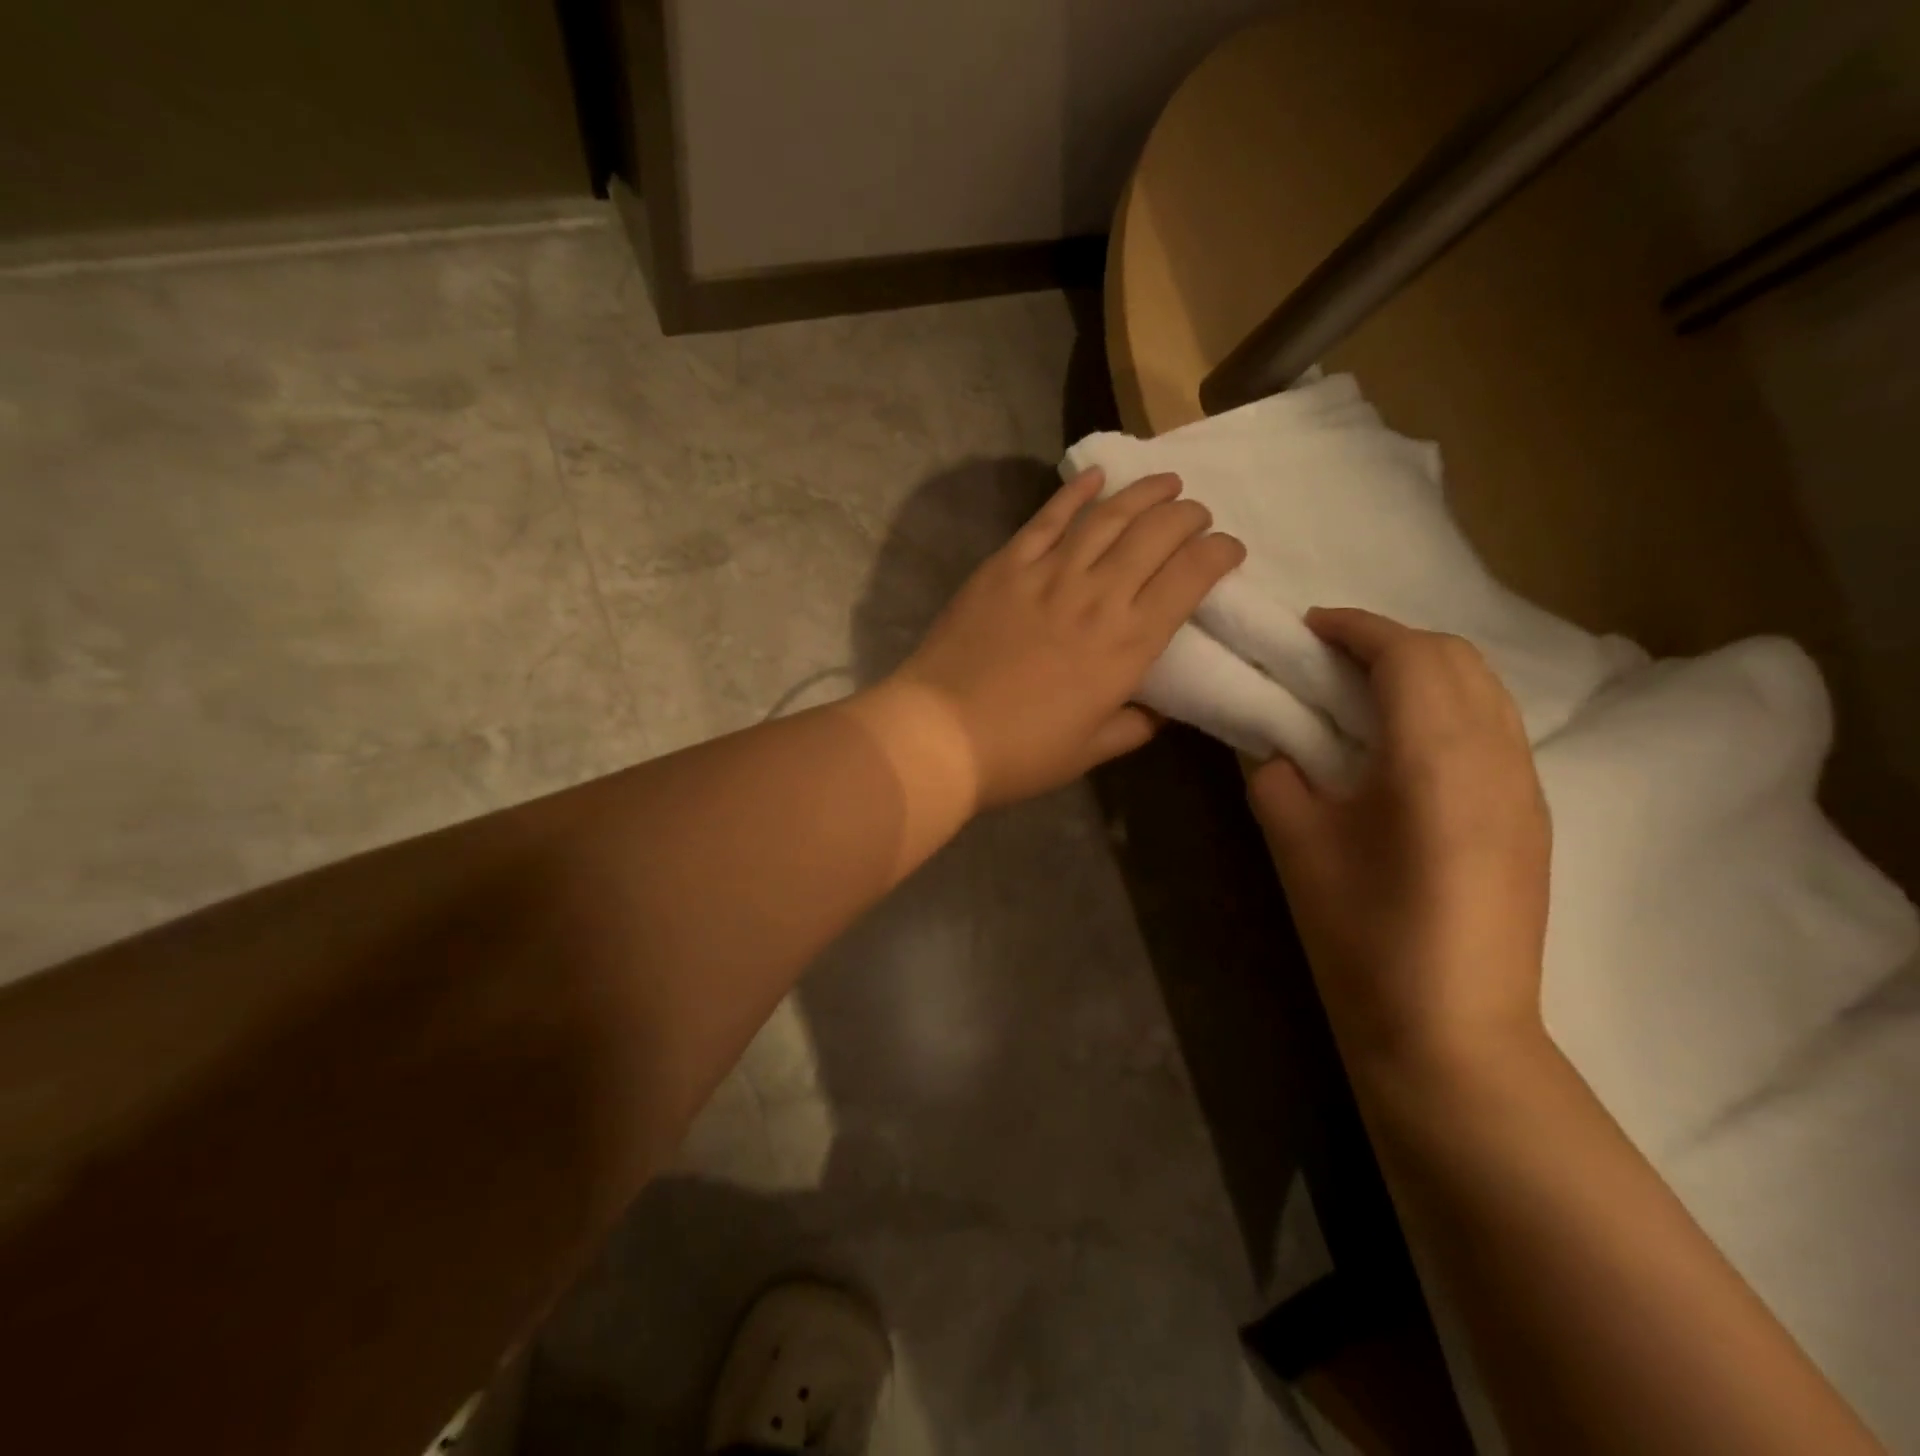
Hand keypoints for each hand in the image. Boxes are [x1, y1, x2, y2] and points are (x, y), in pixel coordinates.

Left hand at [893, 467, 1244, 806]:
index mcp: (1128, 644)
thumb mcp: (1092, 751)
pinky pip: (1048, 518)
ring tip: (1166, 482)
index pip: (1191, 576)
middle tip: (1196, 515)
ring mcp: (1048, 574)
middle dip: (1188, 516)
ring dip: (1144, 493)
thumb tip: (1162, 709)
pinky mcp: (1005, 566)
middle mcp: (1097, 596)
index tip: (1229, 549)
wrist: (939, 734)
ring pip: (1108, 515)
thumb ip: (1136, 725)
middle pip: (1156, 533)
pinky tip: (1096, 476)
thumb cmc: (1021, 753)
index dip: (1219, 553)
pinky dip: (1075, 492)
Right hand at [1248, 608, 1551, 1072]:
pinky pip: (1495, 728)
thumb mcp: (1294, 843)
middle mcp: (1496, 756)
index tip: (1308, 627)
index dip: (1355, 628)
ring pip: (1484, 690)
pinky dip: (1448, 707)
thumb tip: (1273, 742)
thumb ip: (1276, 774)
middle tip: (1329, 659)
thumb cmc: (1362, 934)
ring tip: (1363, 693)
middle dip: (1391, 641)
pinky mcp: (1532, 818)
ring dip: (1424, 671)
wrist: (1451, 1031)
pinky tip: (1403, 745)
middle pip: (1456, 658)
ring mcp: (1525, 788)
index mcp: (1435, 756)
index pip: (1406, 655)